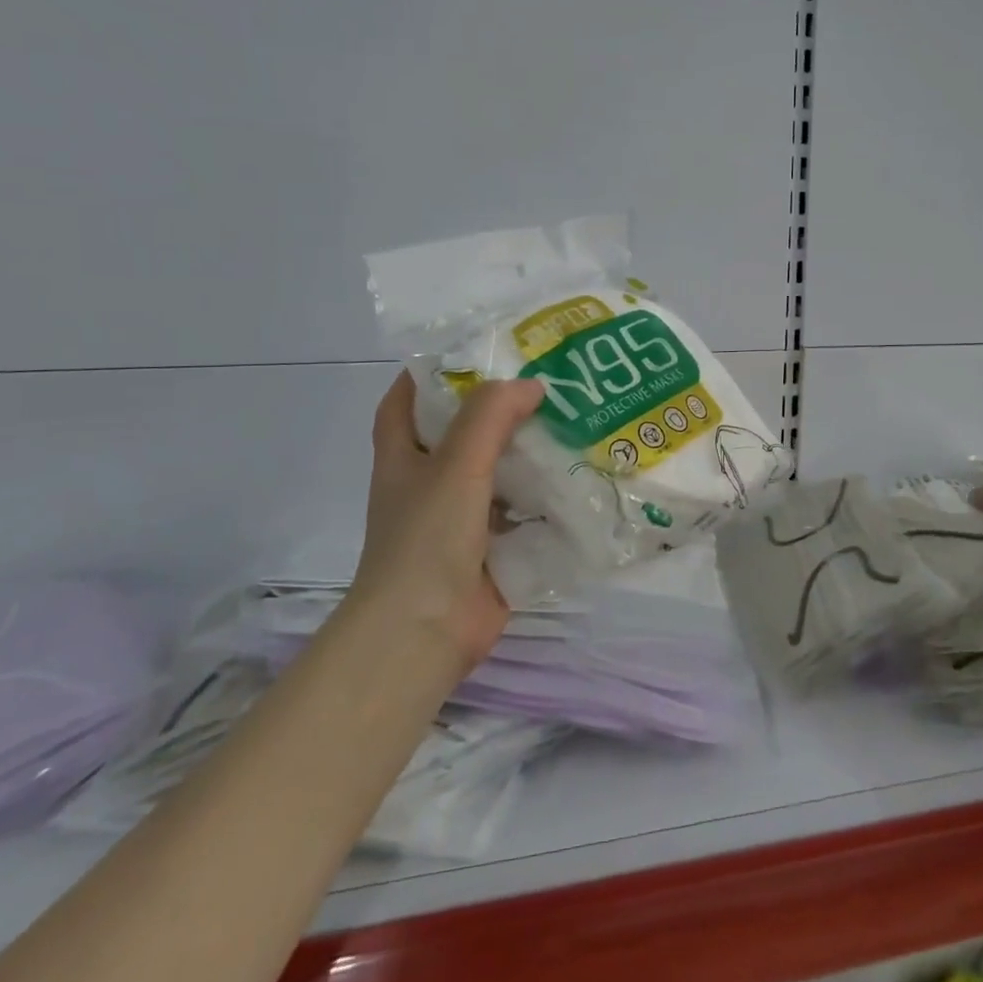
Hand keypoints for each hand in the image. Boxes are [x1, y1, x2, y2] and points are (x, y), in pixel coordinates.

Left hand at [350, 370, 544, 674]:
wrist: (425, 631)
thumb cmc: (426, 538)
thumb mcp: (455, 463)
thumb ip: (491, 416)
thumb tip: (532, 386)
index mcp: (404, 458)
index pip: (405, 401)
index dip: (429, 373)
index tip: (474, 351)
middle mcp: (428, 484)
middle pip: (461, 434)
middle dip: (497, 410)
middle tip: (543, 383)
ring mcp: (459, 520)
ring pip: (496, 474)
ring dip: (526, 454)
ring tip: (571, 423)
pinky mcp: (489, 550)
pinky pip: (520, 514)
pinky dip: (544, 499)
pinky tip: (578, 480)